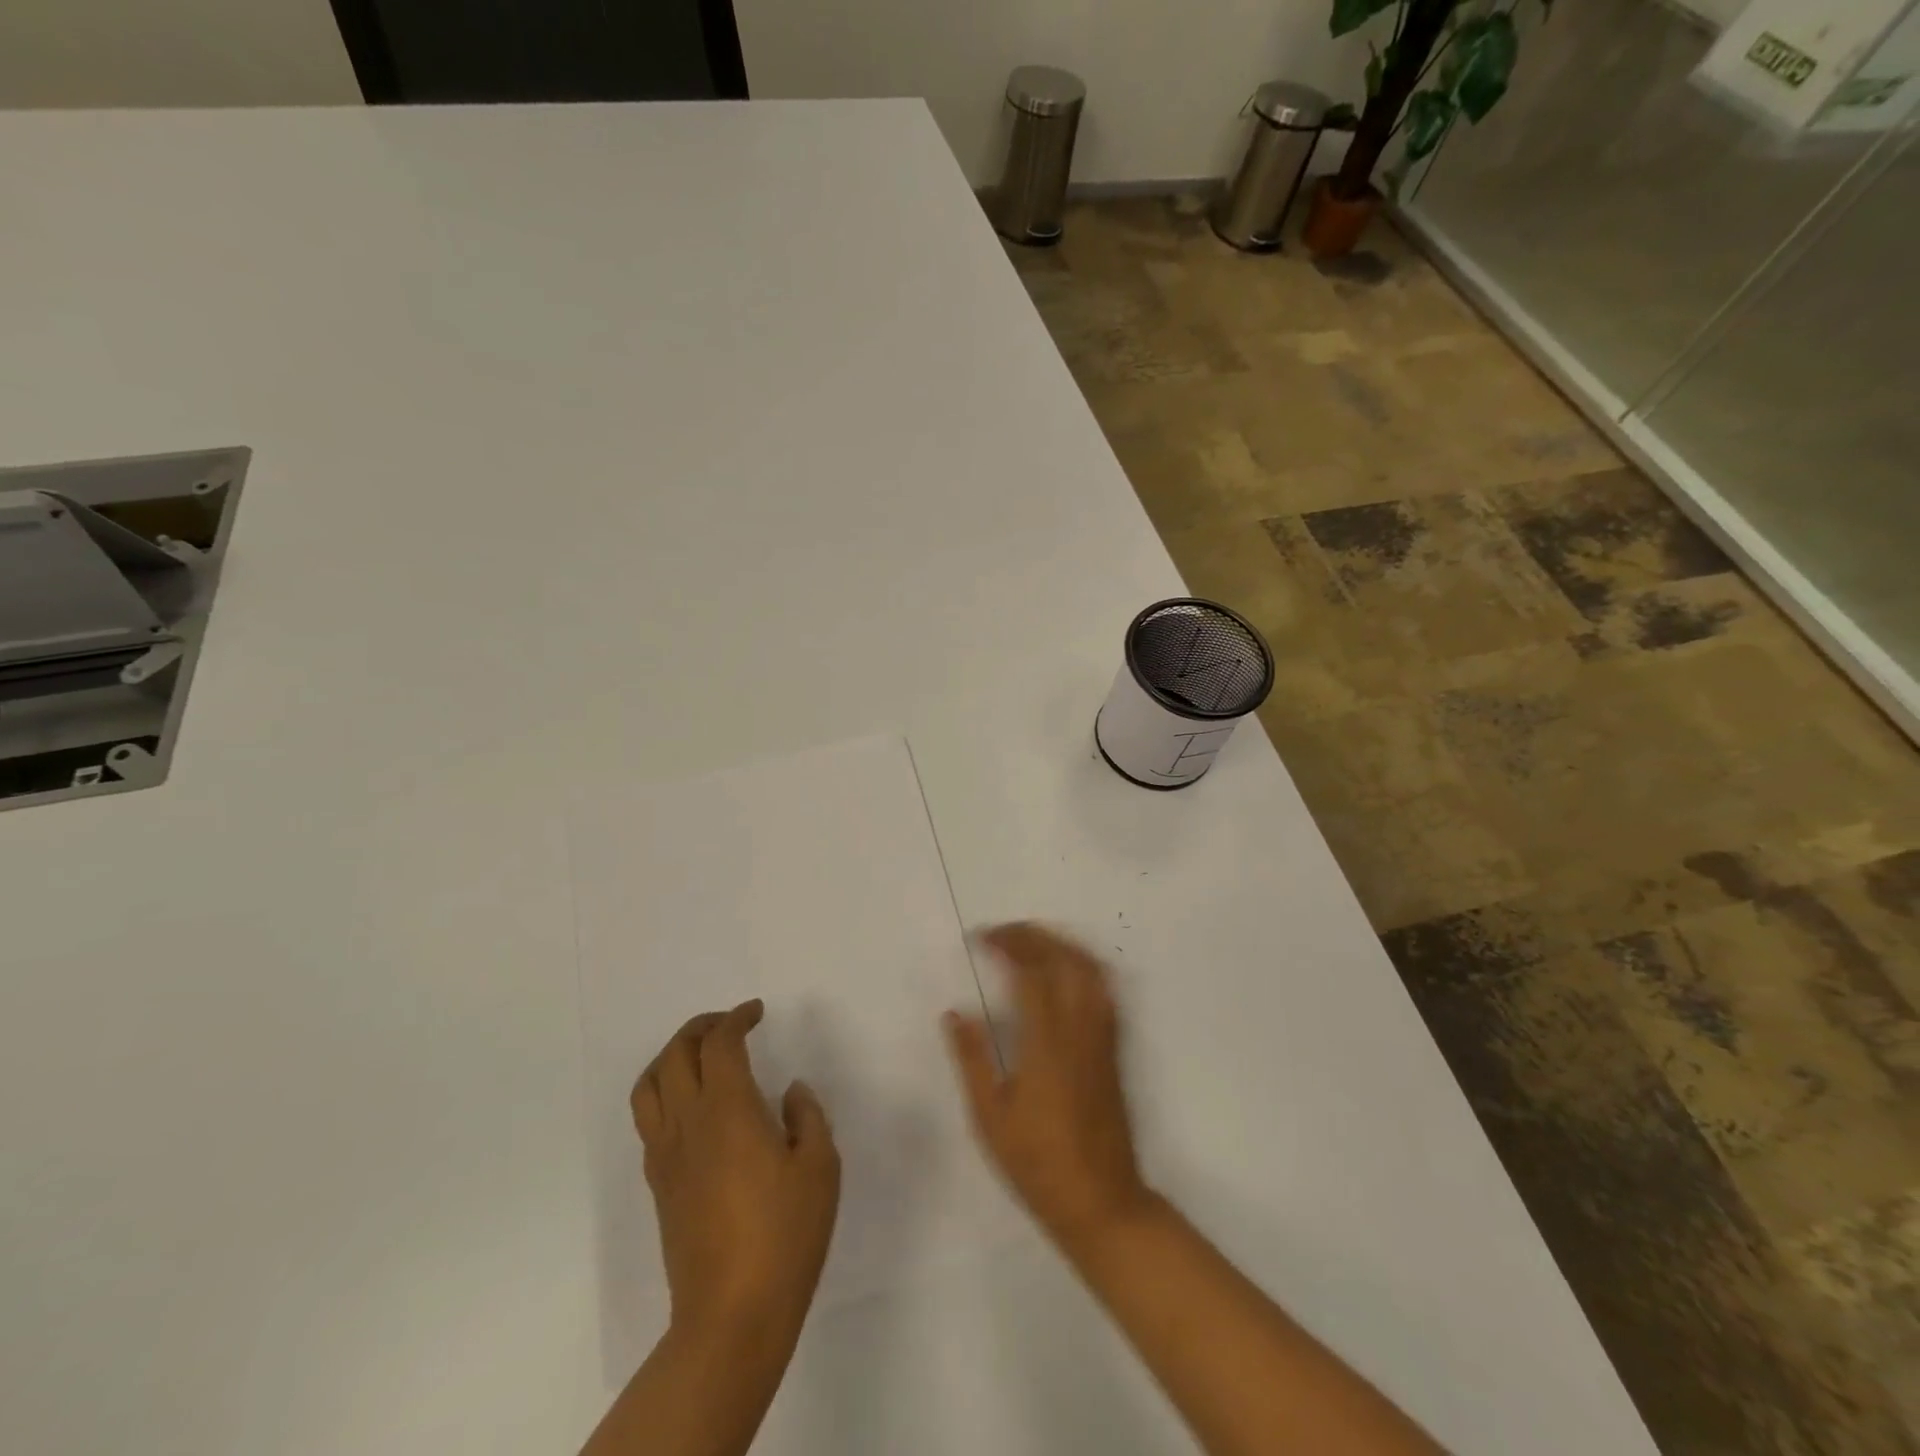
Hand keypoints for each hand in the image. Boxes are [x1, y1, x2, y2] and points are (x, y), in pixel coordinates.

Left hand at [632, 1000, 840, 1342]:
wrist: (731, 1315)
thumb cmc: (785, 1234)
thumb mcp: (821, 1167)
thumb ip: (808, 1117)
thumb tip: (791, 1091)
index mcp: (728, 1110)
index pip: (719, 1044)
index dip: (736, 1018)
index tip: (757, 1011)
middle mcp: (688, 1122)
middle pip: (675, 1054)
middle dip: (701, 1027)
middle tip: (730, 1023)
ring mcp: (666, 1154)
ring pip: (649, 1084)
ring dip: (672, 1056)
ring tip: (700, 1054)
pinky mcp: (658, 1183)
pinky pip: (648, 1119)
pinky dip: (663, 1092)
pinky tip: (692, 1107)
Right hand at [943, 923, 1152, 1251]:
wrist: (1102, 1202)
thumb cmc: (1038, 1163)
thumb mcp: (990, 1117)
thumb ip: (972, 1059)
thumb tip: (954, 1013)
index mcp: (1046, 1043)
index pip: (1030, 972)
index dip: (1006, 945)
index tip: (980, 938)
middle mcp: (1079, 1029)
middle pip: (1064, 959)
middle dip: (1032, 936)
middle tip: (1002, 934)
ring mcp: (1103, 1036)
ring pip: (1091, 968)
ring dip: (1060, 944)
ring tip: (1031, 942)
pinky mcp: (1114, 1047)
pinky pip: (1105, 989)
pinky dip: (1084, 965)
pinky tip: (1065, 970)